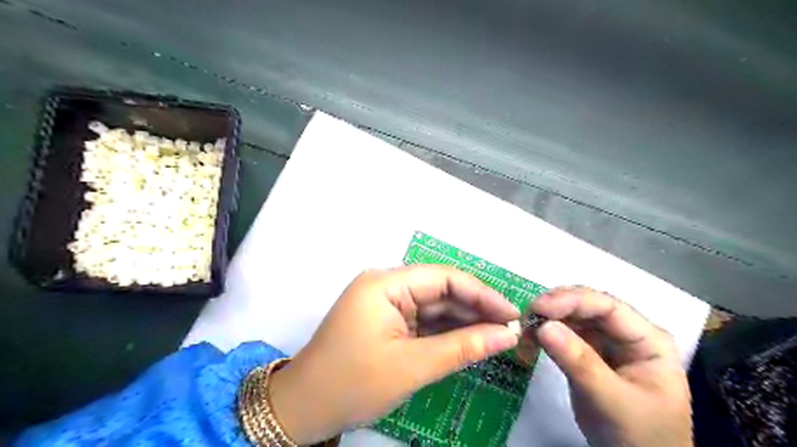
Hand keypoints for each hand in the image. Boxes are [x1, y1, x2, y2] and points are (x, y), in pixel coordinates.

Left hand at [268, 266, 519, 443]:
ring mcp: (385, 303)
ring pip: (434, 306)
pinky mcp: (386, 321)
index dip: (481, 294)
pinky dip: (446, 331)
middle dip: (475, 309)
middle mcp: (386, 286)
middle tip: (510, 329)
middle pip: (440, 290)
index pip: (444, 278)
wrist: (303, 409)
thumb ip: (462, 347)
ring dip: (463, 321)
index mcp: (385, 284)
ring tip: (498, 336)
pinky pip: (423, 320)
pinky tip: (471, 340)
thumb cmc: (352, 384)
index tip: (512, 314)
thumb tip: (507, 335)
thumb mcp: (412, 366)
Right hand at [528, 287, 692, 446]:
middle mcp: (626, 333)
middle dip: (554, 308)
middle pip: (587, 306)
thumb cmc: (640, 436)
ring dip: (545, 320)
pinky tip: (530, 342)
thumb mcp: (612, 401)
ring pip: (571, 317)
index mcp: (647, 339)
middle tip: (525, 318)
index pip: (608, 307)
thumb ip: (580, 363)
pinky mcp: (588, 353)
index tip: (538, 307)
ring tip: (524, 333)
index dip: (572, 301)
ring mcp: (606, 342)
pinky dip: (544, 335)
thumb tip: (544, 326)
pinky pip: (563, 334)